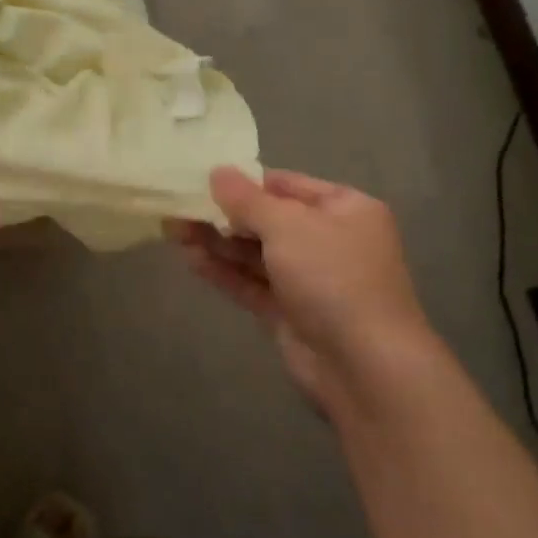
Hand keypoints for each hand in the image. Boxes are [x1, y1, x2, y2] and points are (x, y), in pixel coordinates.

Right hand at [167, 167, 430, 404]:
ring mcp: (309, 280)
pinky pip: (251, 283)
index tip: (201, 179)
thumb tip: (217, 171)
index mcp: (345, 209)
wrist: (365, 366)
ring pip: (254, 253)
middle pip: (267, 220)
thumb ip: (246, 199)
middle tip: (177, 207)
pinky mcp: (290, 312)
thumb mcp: (287, 225)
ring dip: (216, 242)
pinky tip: (190, 259)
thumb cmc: (333, 277)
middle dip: (222, 215)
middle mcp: (329, 241)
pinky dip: (223, 271)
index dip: (244, 182)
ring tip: (172, 230)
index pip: (286, 185)